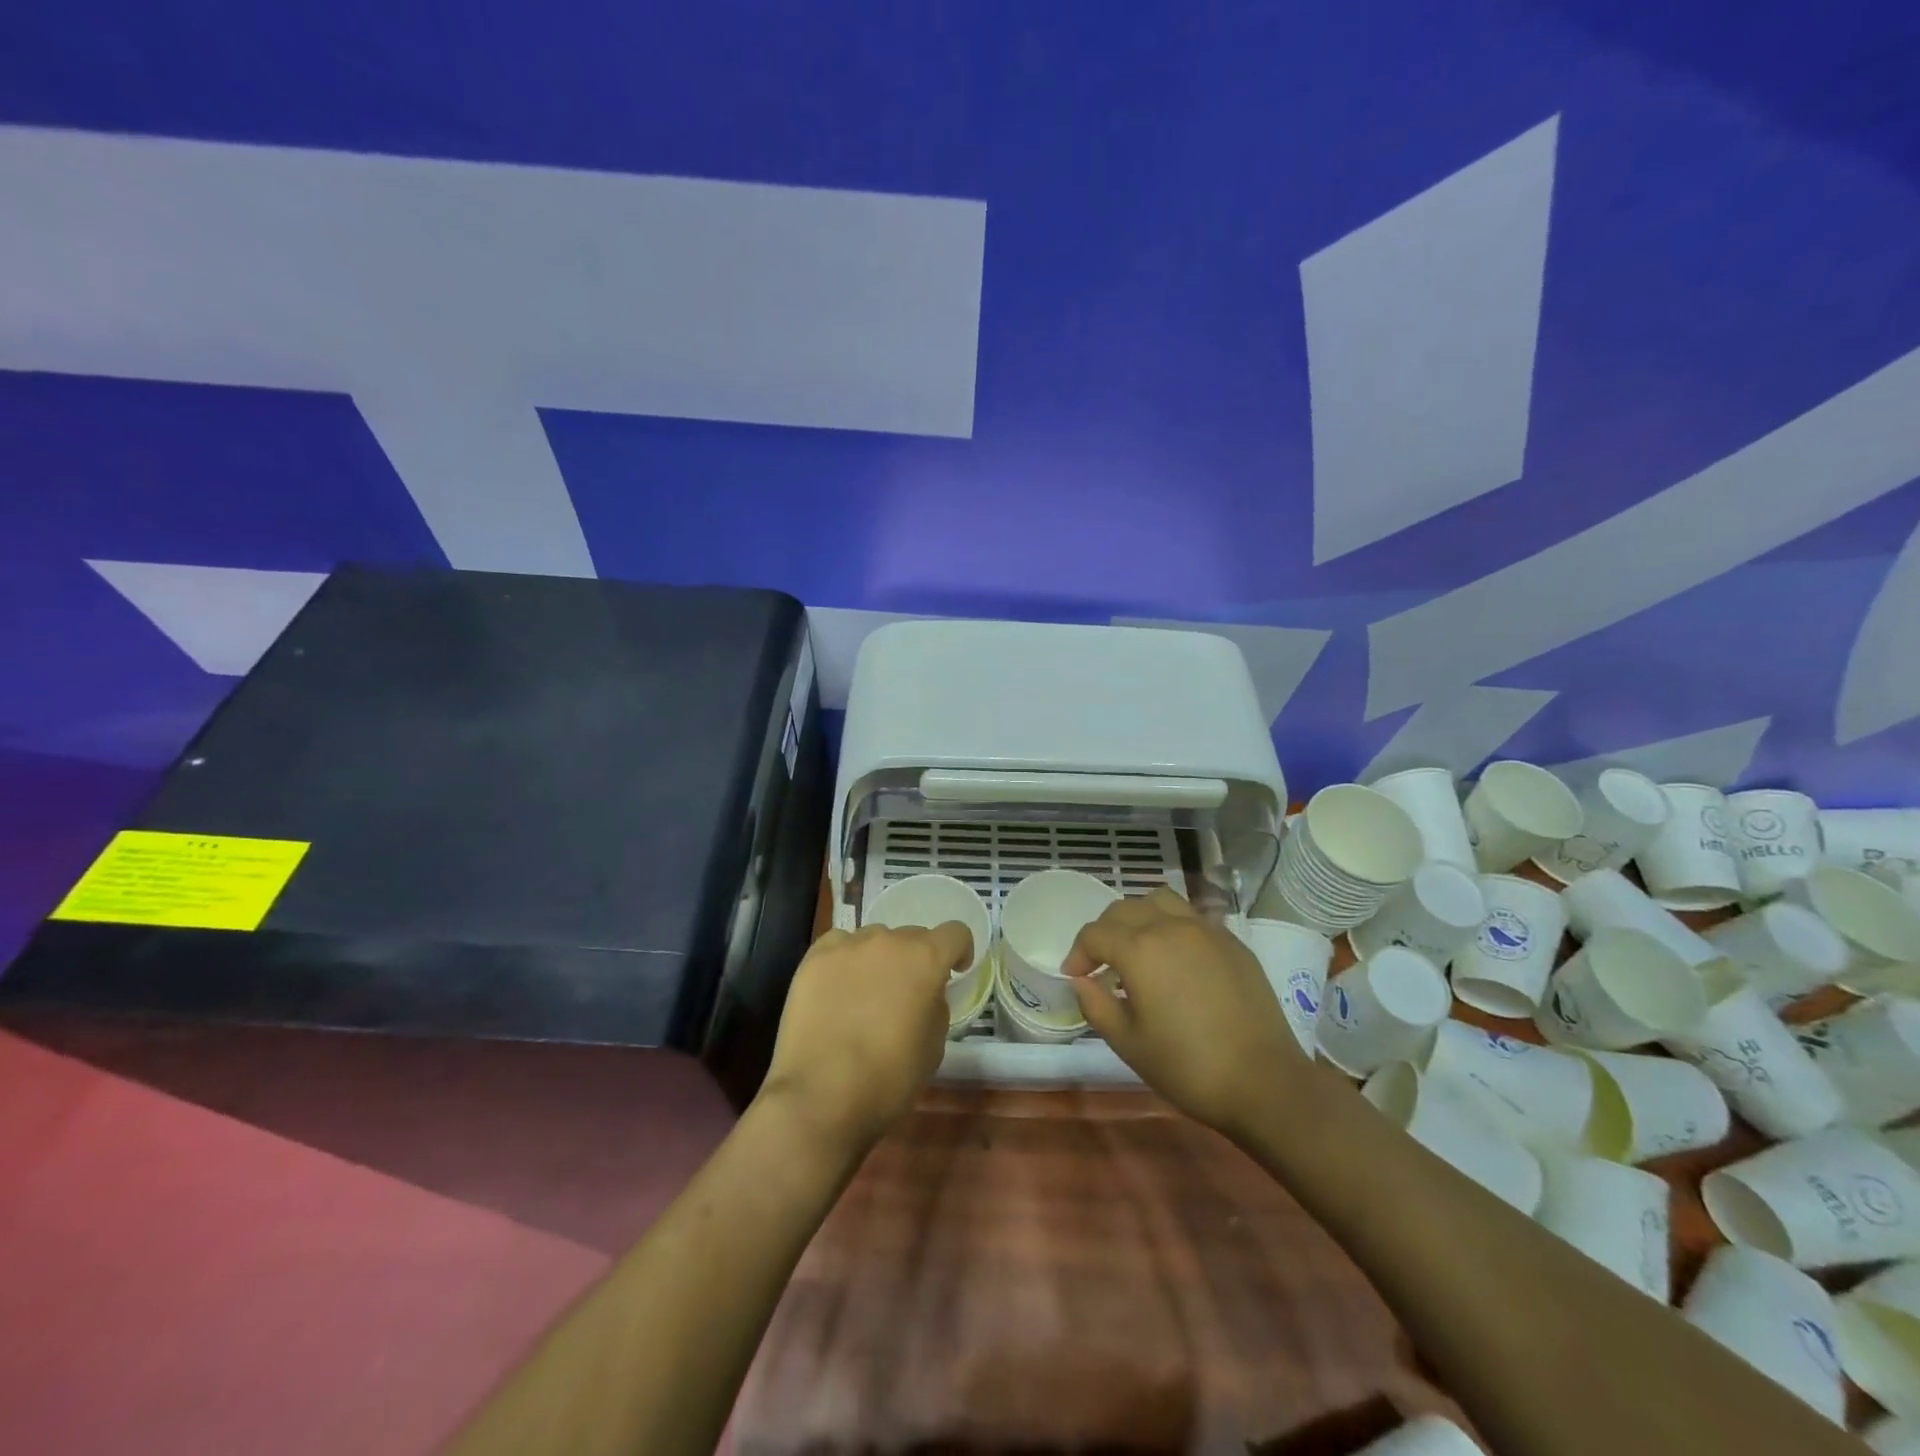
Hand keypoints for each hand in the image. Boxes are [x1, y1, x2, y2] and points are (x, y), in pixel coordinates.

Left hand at [759, 921, 971, 1149]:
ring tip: (866, 995)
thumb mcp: (933, 1047)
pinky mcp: (814, 958)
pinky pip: (839, 946)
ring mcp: (848, 946)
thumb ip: (935, 1005)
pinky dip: (845, 961)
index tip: (954, 972)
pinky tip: (837, 990)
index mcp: (926, 959)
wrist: (820, 1096)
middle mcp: (889, 941)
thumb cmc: (888, 1079)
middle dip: (916, 961)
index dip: (959, 951)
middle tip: (906, 995)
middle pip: (912, 936)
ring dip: (880, 960)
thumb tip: (924, 993)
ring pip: (874, 940)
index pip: (955, 933)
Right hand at [1065, 889, 1308, 1137]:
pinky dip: (1172, 926)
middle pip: (1124, 909)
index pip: (1094, 934)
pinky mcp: (1232, 942)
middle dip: (1104, 931)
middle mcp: (1170, 926)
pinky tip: (1176, 959)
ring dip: (1139, 917)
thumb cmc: (1187, 1066)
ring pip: (1160, 901)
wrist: (1263, 1082)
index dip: (1077, 953)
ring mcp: (1205, 930)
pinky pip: (1192, 917)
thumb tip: (1081, 981)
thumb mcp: (1128, 1043)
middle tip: (1101, 964)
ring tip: (1138, 947)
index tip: (1075, 977)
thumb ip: (1096, 1005)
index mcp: (1139, 949)